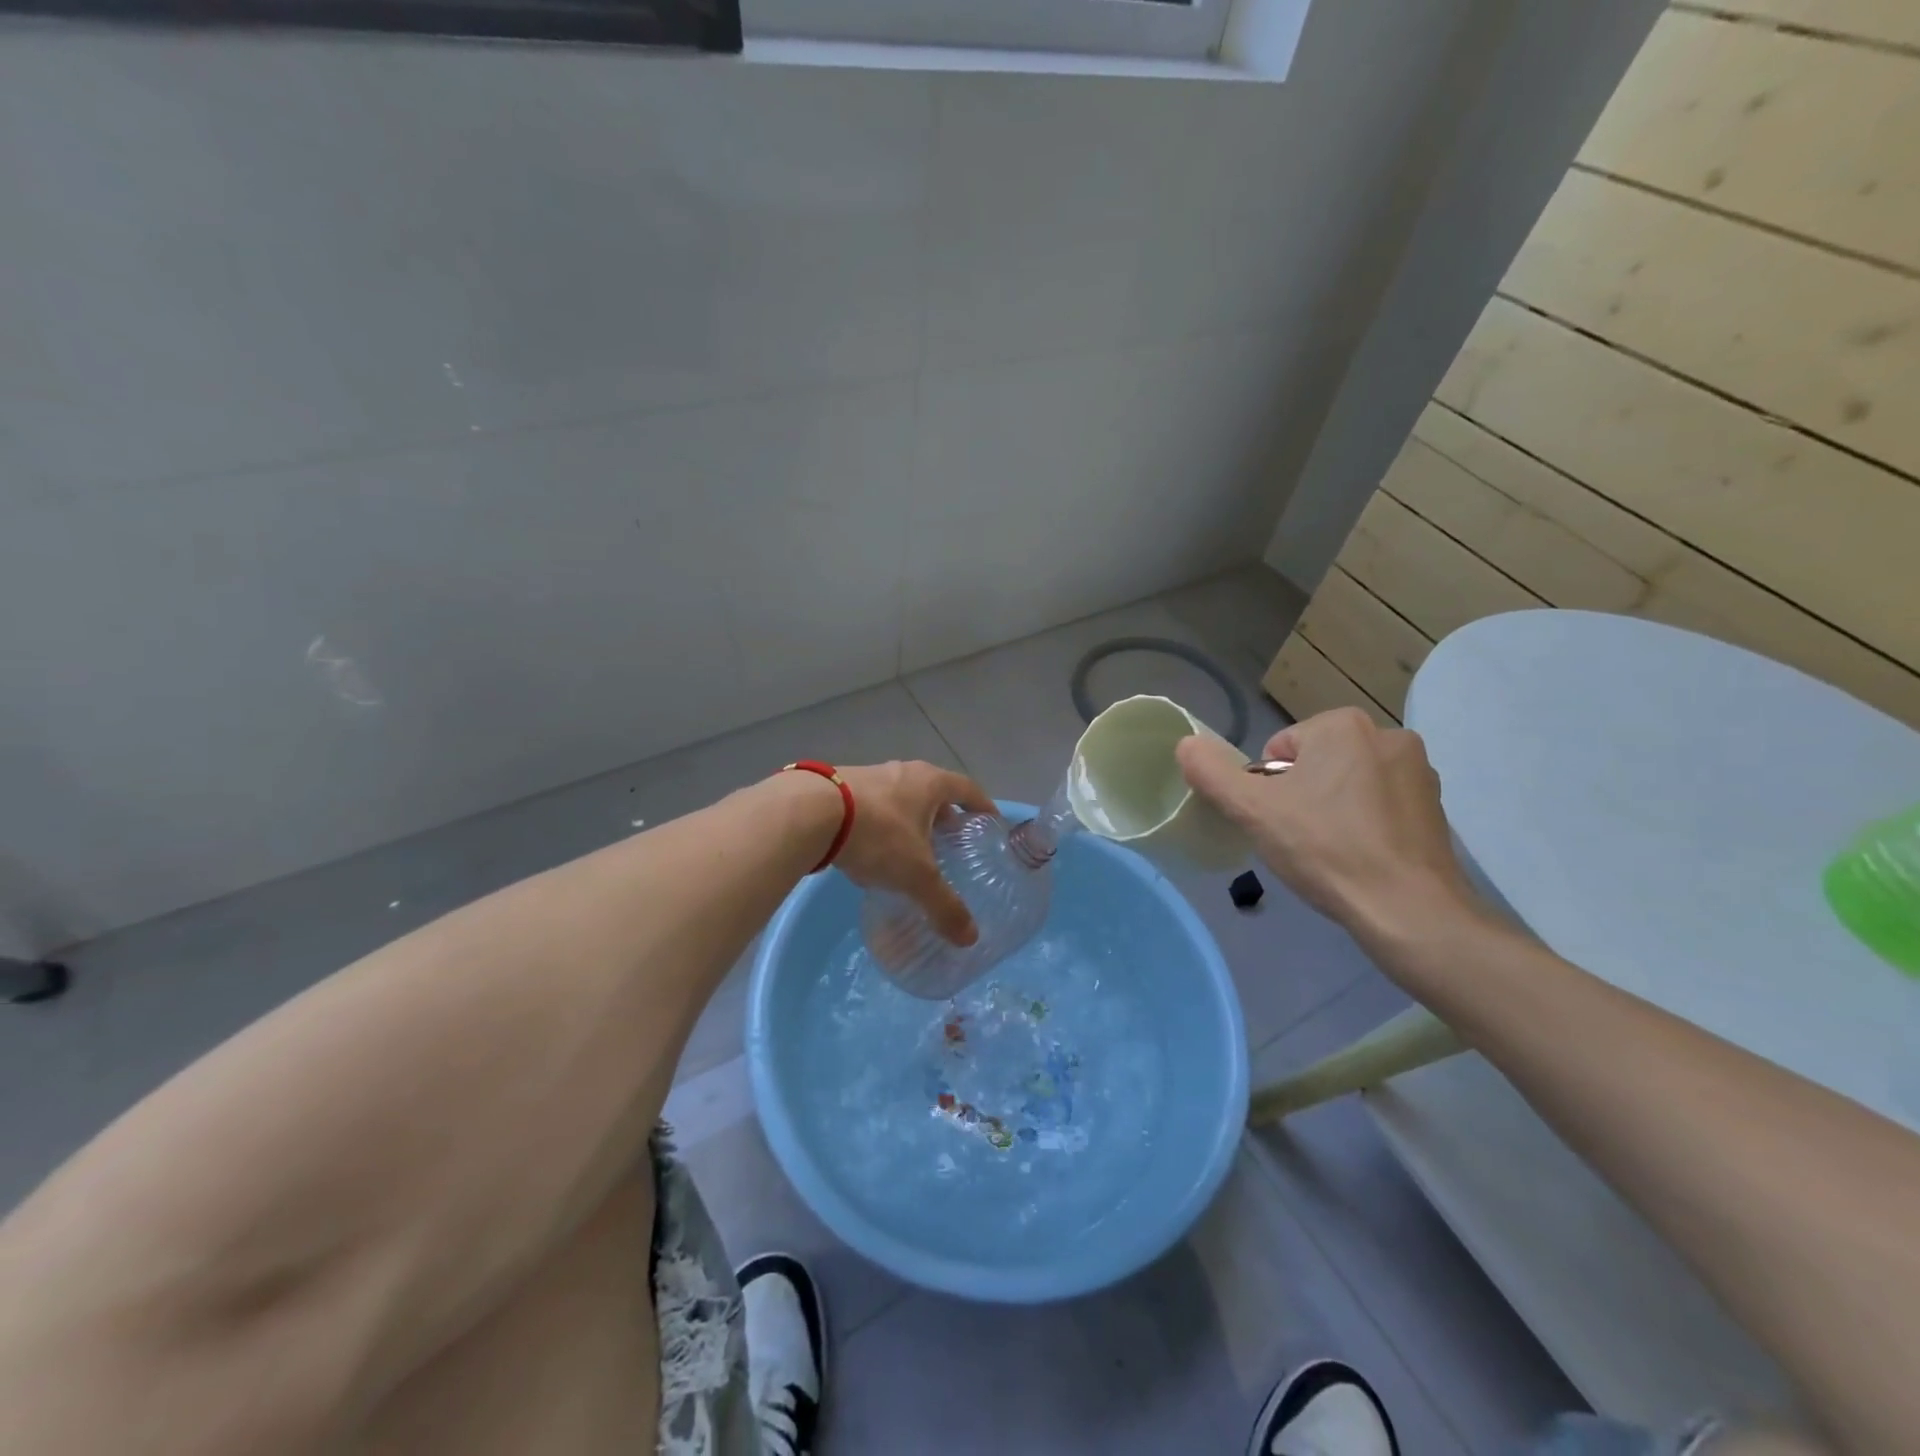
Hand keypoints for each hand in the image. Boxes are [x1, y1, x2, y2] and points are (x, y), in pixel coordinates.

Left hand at [835, 761, 997, 946]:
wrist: (810, 812)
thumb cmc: (878, 834)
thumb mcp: (916, 876)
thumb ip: (944, 906)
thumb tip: (970, 938)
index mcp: (930, 783)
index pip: (968, 789)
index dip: (982, 807)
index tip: (990, 824)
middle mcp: (904, 771)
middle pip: (934, 792)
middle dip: (944, 817)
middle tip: (951, 844)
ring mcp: (870, 775)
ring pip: (901, 797)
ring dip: (910, 819)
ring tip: (911, 849)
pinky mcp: (840, 785)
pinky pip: (873, 804)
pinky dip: (881, 822)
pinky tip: (873, 848)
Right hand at [1176, 708, 1476, 933]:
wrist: (1408, 910)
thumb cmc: (1326, 849)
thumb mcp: (1252, 811)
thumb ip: (1212, 773)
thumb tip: (1186, 743)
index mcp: (1342, 724)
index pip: (1278, 750)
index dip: (1267, 788)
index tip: (1279, 822)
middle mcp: (1387, 734)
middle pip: (1314, 764)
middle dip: (1301, 795)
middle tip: (1300, 839)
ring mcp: (1418, 770)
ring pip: (1346, 783)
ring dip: (1332, 808)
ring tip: (1331, 852)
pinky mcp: (1436, 806)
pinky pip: (1380, 805)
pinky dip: (1365, 824)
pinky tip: (1361, 858)